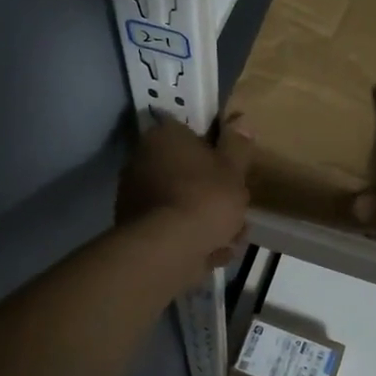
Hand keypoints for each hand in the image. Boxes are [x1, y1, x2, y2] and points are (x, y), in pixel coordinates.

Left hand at [117, 114, 252, 288]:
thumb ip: (238, 146)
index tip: (233, 172)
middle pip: (187, 172)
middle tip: (237, 212)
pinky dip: (191, 239)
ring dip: (206, 220)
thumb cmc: (205, 198)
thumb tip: (240, 122)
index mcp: (164, 136)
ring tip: (231, 240)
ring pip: (182, 203)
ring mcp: (135, 196)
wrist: (166, 249)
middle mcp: (142, 160)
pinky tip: (213, 253)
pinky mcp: (135, 228)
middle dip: (214, 194)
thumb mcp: (233, 169)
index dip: (216, 153)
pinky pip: (171, 228)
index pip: (192, 134)